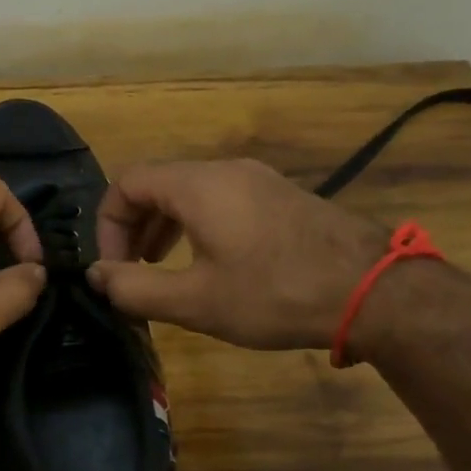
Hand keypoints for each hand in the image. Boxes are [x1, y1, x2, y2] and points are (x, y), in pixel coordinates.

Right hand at [84, 159, 390, 349]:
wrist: (375, 291)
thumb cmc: (275, 294)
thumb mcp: (195, 300)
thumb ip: (135, 288)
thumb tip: (96, 276)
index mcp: (198, 185)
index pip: (126, 183)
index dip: (107, 226)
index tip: (113, 269)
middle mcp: (225, 170)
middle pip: (157, 184)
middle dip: (132, 227)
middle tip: (131, 272)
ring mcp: (258, 180)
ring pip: (189, 192)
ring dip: (163, 227)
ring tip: (160, 268)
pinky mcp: (280, 197)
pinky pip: (220, 200)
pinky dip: (196, 225)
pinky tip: (207, 263)